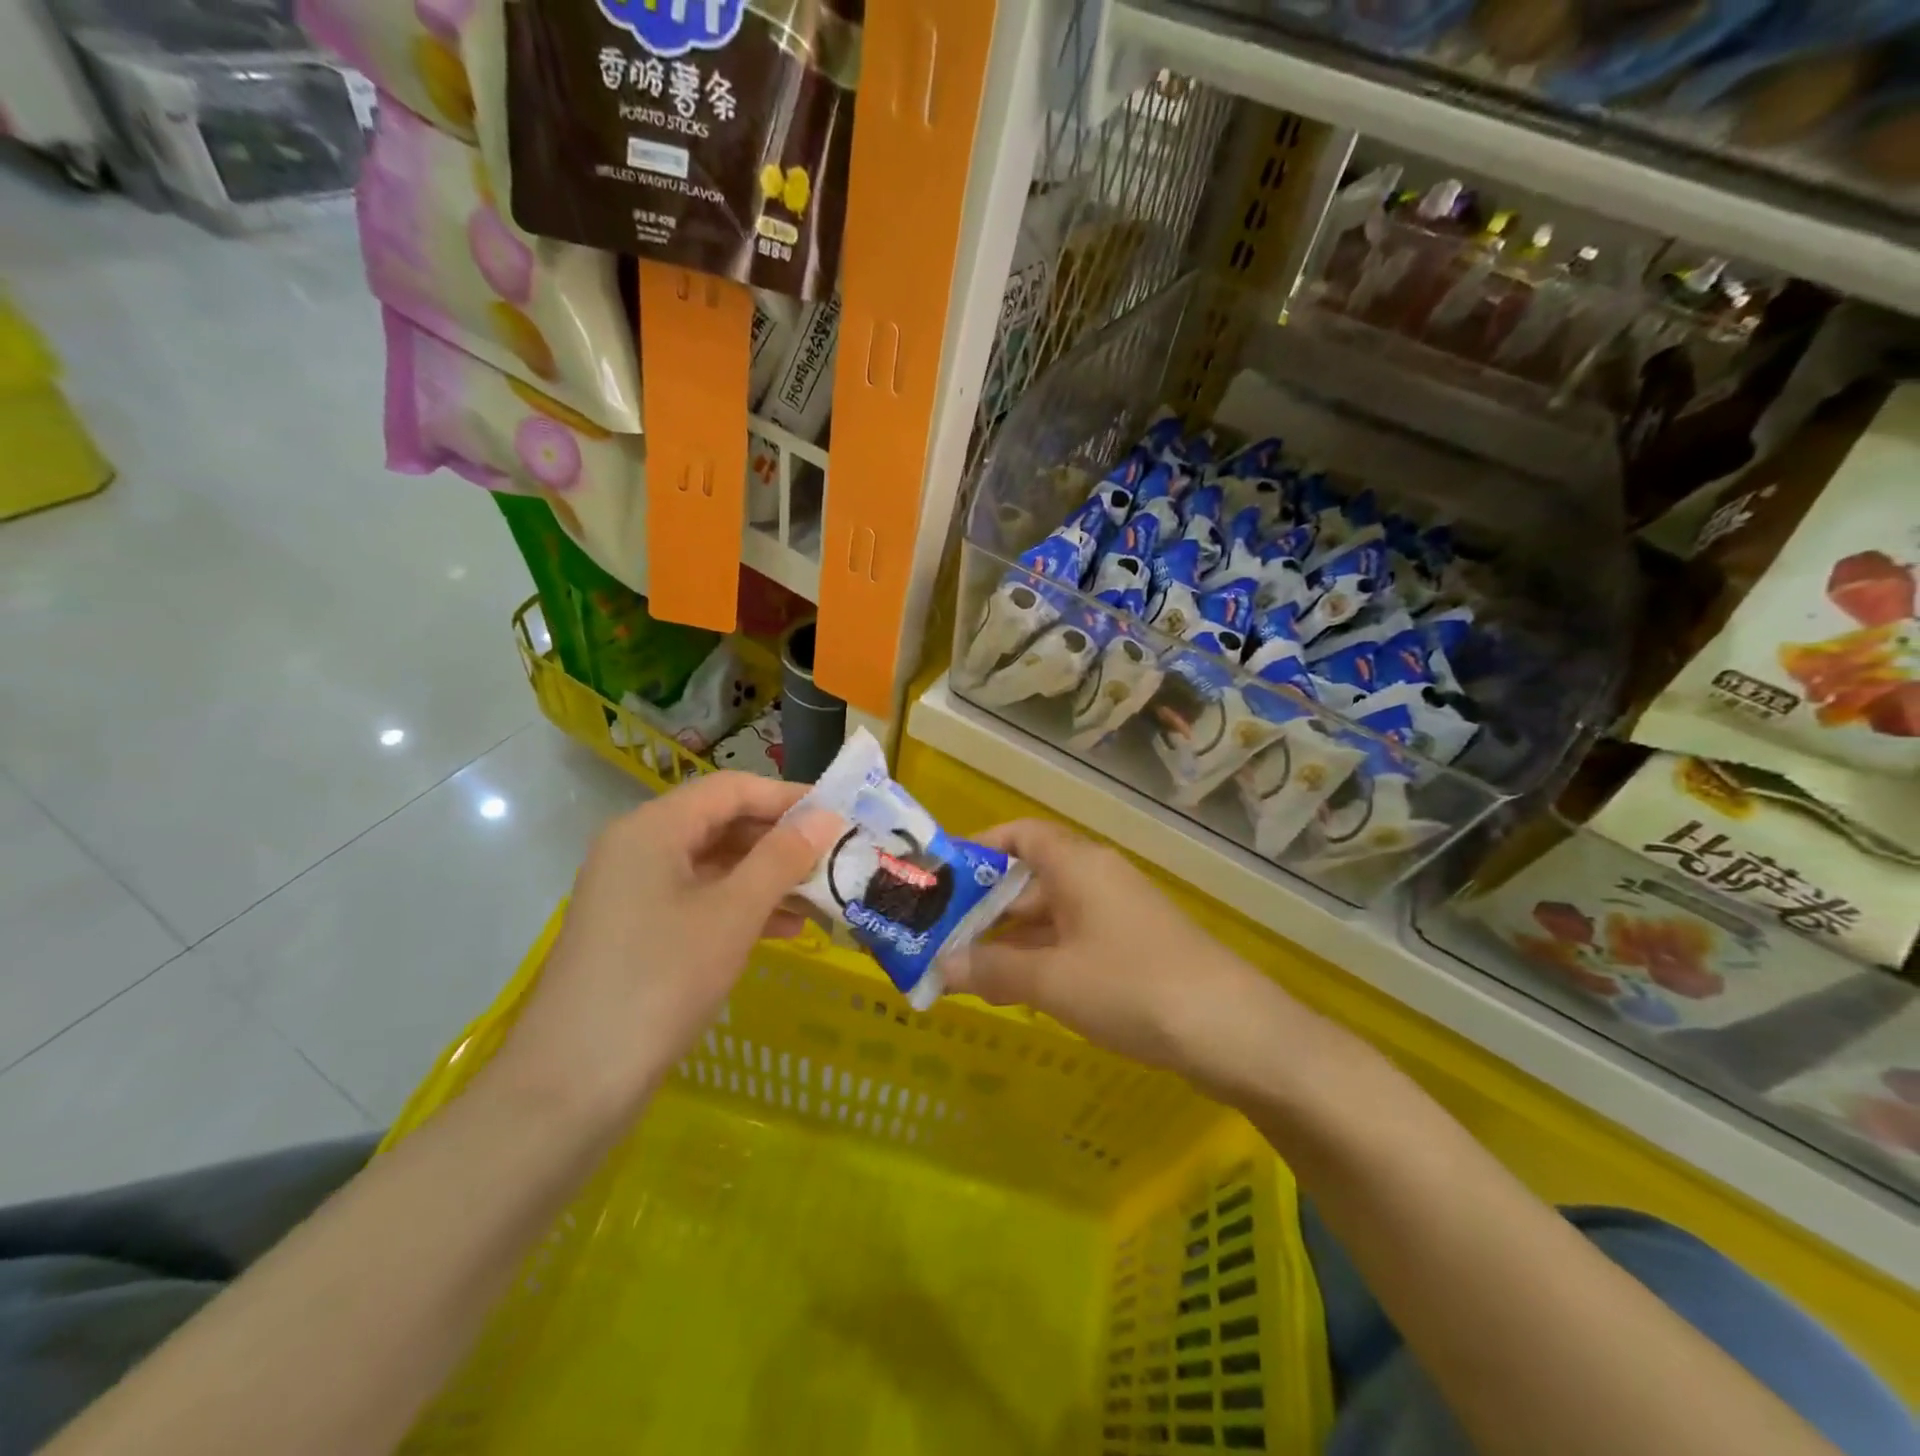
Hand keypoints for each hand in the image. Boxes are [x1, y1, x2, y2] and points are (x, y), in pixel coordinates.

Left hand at [492, 773, 838, 1127]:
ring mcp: (635, 892)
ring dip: (768, 878)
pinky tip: (786, 930)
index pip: (731, 789)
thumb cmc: (659, 981)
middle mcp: (638, 848)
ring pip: (714, 866)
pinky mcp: (638, 932)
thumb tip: (826, 817)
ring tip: (822, 897)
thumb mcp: (732, 914)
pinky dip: (742, 908)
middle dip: (781, 841)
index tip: (838, 816)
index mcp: (653, 829)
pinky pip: (700, 901)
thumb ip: (781, 859)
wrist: (573, 1085)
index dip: (787, 797)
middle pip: (722, 824)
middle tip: (835, 858)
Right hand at [944, 819, 1281, 1078]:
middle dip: (984, 908)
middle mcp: (1097, 879)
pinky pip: (1073, 942)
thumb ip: (992, 969)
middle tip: (939, 939)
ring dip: (1009, 940)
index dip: (980, 849)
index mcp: (1078, 865)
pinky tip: (1015, 992)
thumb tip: (940, 965)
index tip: (941, 880)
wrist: (1235, 1032)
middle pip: (1030, 879)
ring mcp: (1118, 915)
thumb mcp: (1053, 980)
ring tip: (963, 971)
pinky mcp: (1133, 950)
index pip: (1020, 835)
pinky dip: (1041, 959)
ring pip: (1050, 916)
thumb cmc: (1133, 987)